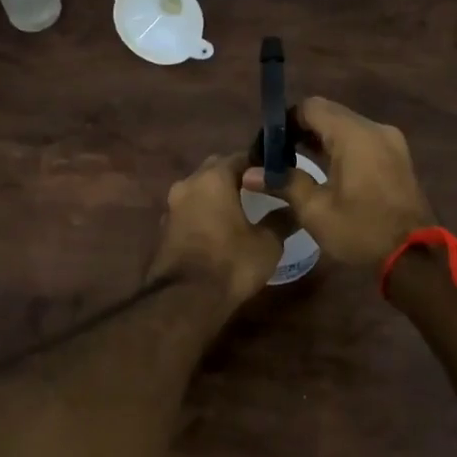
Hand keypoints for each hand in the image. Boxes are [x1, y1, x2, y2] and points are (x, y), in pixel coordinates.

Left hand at [147, 153, 294, 306]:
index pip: (240, 157)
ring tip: (240, 210)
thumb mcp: (267, 243)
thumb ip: (280, 220)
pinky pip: (189, 211)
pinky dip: (204, 213)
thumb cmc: (231, 263)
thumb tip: (293, 208)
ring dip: (217, 195)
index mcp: (213, 178)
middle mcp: (188, 184)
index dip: (260, 164)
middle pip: (215, 169)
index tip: (276, 174)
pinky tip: (219, 229)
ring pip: (199, 190)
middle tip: (258, 189)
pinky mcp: (163, 229)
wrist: (185, 299)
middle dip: (236, 176)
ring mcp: (171, 206)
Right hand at [241, 97, 433, 266]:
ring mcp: (390, 140)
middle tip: (278, 155)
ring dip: (321, 138)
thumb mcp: (316, 211)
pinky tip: (326, 169)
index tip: (268, 145)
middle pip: (329, 113)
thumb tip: (250, 174)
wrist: (415, 255)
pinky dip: (340, 146)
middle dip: (301, 129)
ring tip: (296, 162)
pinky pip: (361, 138)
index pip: (310, 107)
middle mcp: (374, 128)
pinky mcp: (397, 154)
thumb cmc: (361, 231)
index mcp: (353, 135)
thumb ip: (284, 183)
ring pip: (345, 125)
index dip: (285, 121)